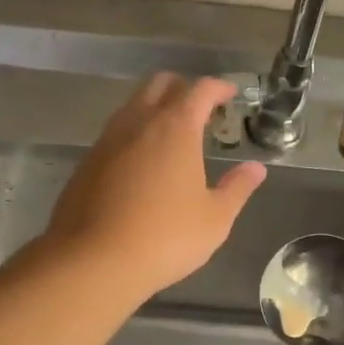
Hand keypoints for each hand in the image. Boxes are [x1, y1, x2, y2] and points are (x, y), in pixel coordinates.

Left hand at [46, 74, 266, 297]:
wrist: (94, 260)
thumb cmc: (165, 237)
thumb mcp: (215, 219)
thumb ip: (237, 188)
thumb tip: (256, 169)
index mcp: (176, 128)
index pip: (200, 90)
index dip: (218, 87)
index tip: (230, 94)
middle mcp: (139, 122)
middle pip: (161, 84)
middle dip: (183, 88)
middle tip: (201, 110)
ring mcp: (107, 140)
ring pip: (133, 105)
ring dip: (155, 108)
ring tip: (172, 135)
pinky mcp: (87, 162)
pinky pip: (115, 133)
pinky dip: (134, 134)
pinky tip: (142, 164)